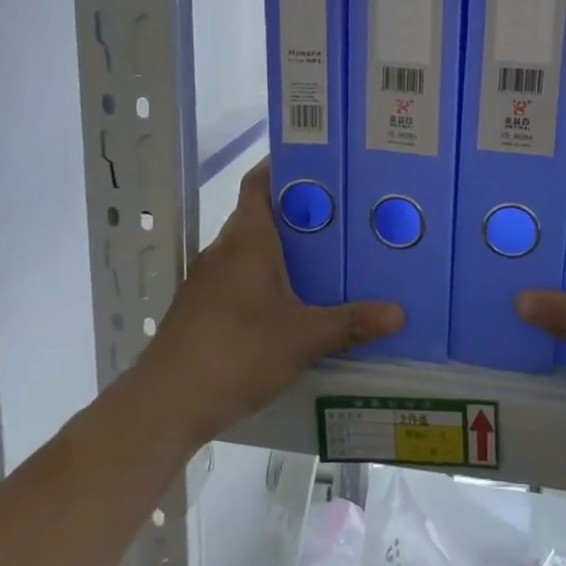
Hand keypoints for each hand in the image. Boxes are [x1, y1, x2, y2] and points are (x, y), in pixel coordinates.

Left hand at [138, 160, 401, 444]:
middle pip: (261, 214)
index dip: (284, 166)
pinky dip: (265, 278)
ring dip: (282, 248)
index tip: (320, 162)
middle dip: (299, 212)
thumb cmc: (237, 353)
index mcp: (247, 239)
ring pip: (250, 249)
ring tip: (326, 256)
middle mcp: (224, 250)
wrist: (166, 403)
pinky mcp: (200, 308)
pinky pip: (239, 277)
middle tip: (344, 215)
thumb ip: (350, 323)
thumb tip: (399, 312)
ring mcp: (208, 280)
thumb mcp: (303, 338)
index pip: (260, 183)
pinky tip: (292, 302)